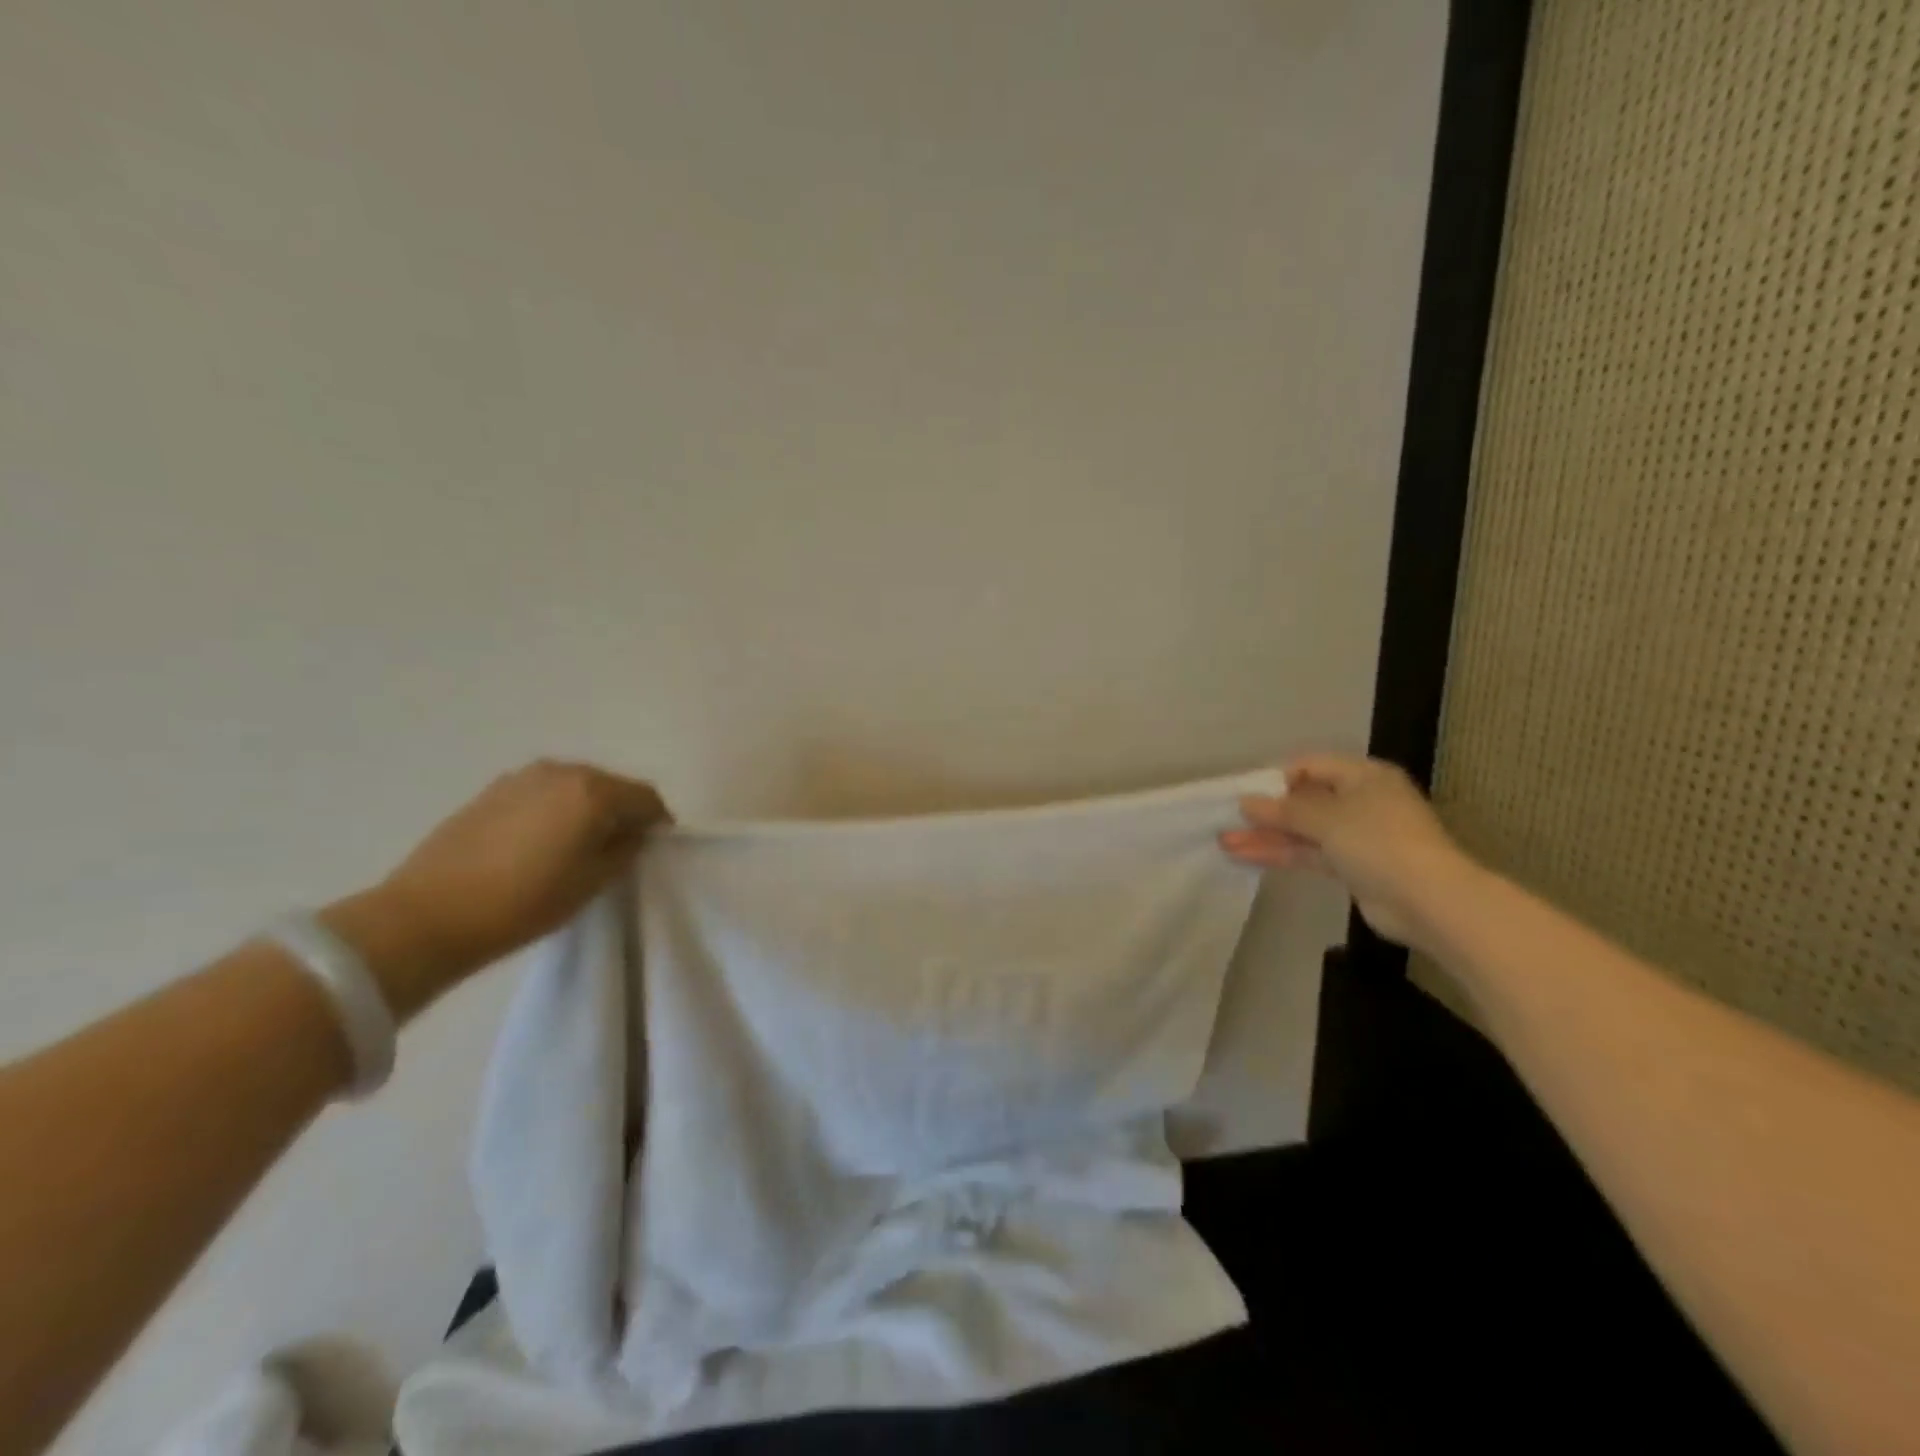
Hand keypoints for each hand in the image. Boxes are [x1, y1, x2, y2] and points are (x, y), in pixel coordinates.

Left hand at [322, 760, 668, 1015]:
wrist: (428, 915)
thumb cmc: (525, 902)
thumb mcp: (593, 882)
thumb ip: (625, 850)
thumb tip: (632, 834)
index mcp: (593, 791)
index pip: (647, 798)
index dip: (657, 823)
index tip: (652, 849)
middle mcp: (562, 771)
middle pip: (612, 786)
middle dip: (622, 813)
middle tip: (616, 849)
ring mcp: (522, 777)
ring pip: (575, 787)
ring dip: (586, 810)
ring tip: (575, 847)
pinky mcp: (492, 790)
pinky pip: (543, 793)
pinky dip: (554, 810)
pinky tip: (539, 843)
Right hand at [1221, 754, 1478, 950]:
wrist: (1429, 901)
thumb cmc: (1379, 842)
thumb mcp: (1327, 818)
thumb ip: (1283, 811)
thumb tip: (1246, 802)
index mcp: (1363, 776)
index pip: (1311, 766)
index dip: (1276, 778)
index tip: (1245, 793)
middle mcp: (1361, 801)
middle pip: (1305, 801)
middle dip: (1266, 812)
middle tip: (1228, 820)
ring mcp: (1358, 836)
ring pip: (1304, 831)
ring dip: (1267, 836)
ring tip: (1226, 842)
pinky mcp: (1353, 867)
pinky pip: (1310, 854)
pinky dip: (1282, 854)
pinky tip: (1247, 856)